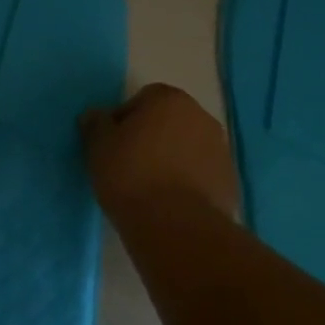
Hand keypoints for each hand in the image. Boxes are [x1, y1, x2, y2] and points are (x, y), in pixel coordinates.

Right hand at [80, 84, 237, 223]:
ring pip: (187, 148)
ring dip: (172, 160)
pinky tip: (170, 204)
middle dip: (151, 138)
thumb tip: (95, 115)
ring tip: (150, 189)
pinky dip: (188, 182)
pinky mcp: (229, 181)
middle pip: (169, 121)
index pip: (142, 99)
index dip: (124, 121)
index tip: (113, 146)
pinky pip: (201, 174)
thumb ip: (96, 124)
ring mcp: (220, 149)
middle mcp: (201, 117)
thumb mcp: (99, 147)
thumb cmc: (131, 175)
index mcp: (170, 99)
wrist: (176, 225)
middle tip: (129, 166)